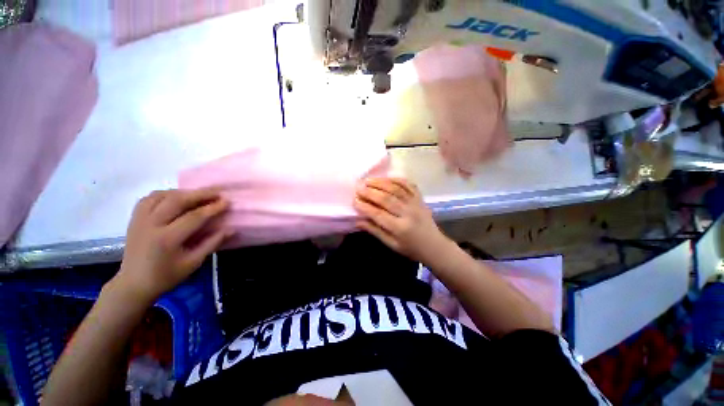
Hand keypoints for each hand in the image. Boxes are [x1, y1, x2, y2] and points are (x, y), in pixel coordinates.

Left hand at [113, 188, 230, 303]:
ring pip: (162, 195)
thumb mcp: (193, 263)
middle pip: (177, 200)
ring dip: (183, 192)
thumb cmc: (166, 276)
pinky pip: (149, 198)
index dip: (212, 208)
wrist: (134, 284)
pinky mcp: (134, 219)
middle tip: (217, 192)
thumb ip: (212, 243)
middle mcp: (151, 225)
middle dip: (200, 194)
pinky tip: (176, 197)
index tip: (227, 201)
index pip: (194, 217)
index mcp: (166, 239)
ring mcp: (139, 220)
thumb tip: (231, 229)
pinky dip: (165, 194)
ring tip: (198, 195)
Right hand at [353, 178, 452, 264]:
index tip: (354, 200)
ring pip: (396, 189)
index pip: (379, 215)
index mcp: (400, 228)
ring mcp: (415, 203)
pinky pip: (408, 185)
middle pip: (387, 199)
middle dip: (370, 192)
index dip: (365, 207)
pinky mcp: (420, 198)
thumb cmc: (410, 248)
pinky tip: (386, 178)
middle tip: (358, 187)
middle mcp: (408, 213)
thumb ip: (375, 231)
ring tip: (368, 180)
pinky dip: (396, 179)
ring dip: (381, 183)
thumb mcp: (391, 244)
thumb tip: (357, 220)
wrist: (434, 245)